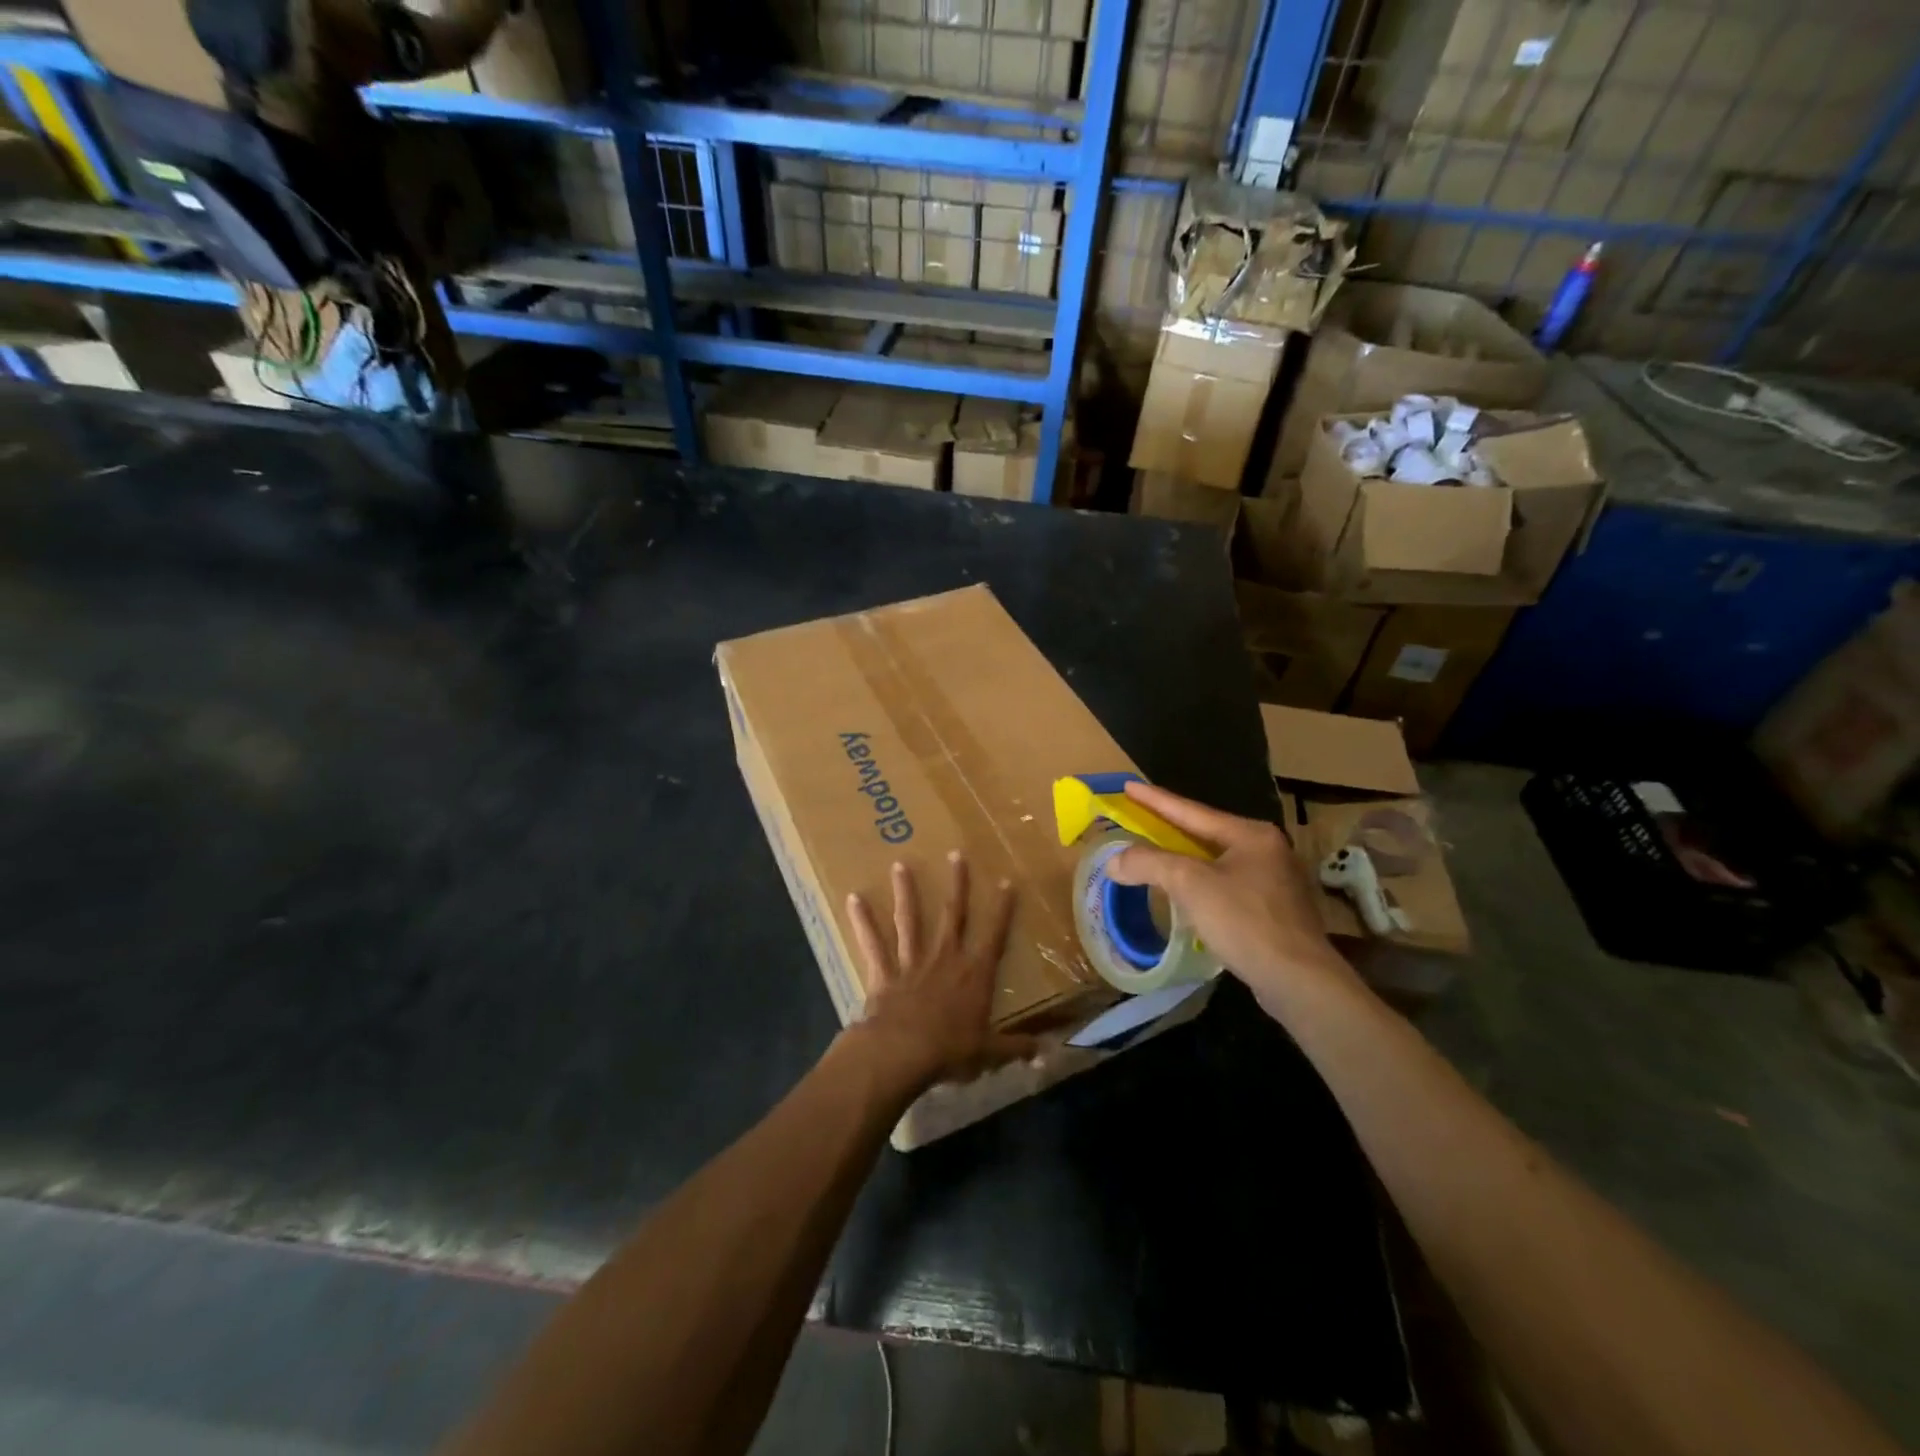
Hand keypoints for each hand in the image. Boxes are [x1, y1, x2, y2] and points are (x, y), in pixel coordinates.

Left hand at [845, 853, 1036, 1089]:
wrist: (903, 1053)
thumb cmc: (950, 1051)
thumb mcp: (990, 1052)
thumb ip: (1017, 1048)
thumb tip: (1048, 1053)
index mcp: (974, 974)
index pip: (994, 935)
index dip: (1002, 909)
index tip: (1006, 882)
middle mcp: (945, 958)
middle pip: (952, 914)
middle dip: (957, 884)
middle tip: (956, 854)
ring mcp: (912, 962)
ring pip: (909, 920)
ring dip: (906, 892)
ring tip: (899, 865)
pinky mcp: (884, 972)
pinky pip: (872, 943)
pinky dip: (863, 922)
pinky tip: (854, 899)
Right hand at [1105, 781, 1361, 1017]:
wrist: (1298, 979)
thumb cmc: (1245, 921)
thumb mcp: (1190, 884)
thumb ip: (1149, 863)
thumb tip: (1114, 861)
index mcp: (1251, 834)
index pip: (1192, 811)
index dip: (1155, 800)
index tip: (1128, 786)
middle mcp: (1267, 850)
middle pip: (1206, 834)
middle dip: (1170, 828)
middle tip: (1139, 819)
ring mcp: (1276, 882)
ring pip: (1217, 862)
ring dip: (1185, 860)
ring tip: (1157, 855)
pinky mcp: (1275, 912)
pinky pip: (1227, 887)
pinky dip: (1201, 885)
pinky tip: (1187, 896)